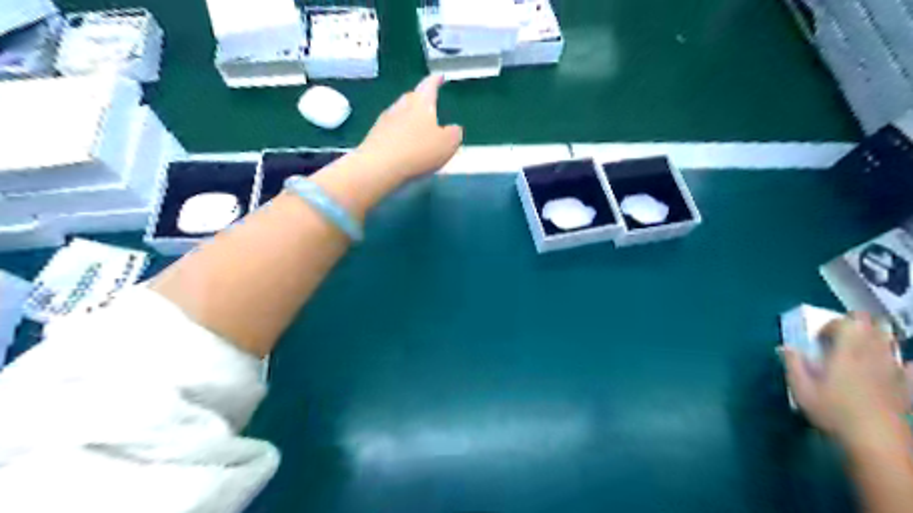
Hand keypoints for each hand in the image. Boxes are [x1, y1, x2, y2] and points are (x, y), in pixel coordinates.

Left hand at [352, 75, 460, 180]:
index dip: (436, 80)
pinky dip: (399, 133)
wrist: (378, 166)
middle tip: (429, 105)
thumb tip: (454, 129)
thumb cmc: (418, 151)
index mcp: (421, 103)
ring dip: (409, 117)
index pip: (429, 85)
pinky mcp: (374, 137)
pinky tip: (403, 144)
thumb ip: (454, 134)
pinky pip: (391, 130)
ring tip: (417, 127)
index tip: (440, 76)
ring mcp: (385, 120)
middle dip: (421, 100)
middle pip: (412, 98)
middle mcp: (401, 106)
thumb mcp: (447, 144)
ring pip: (400, 113)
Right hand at [780, 313, 908, 443]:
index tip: (818, 340)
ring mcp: (893, 370)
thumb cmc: (834, 413)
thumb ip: (793, 364)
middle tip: (838, 339)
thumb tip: (785, 347)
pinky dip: (899, 362)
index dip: (830, 325)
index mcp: (846, 352)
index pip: (845, 321)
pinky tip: (890, 370)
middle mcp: (872, 354)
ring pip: (890, 340)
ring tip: (858, 352)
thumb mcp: (802, 389)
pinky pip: (908, 366)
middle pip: (872, 324)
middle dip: (854, 325)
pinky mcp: (906, 386)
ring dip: (874, 339)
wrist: (877, 442)